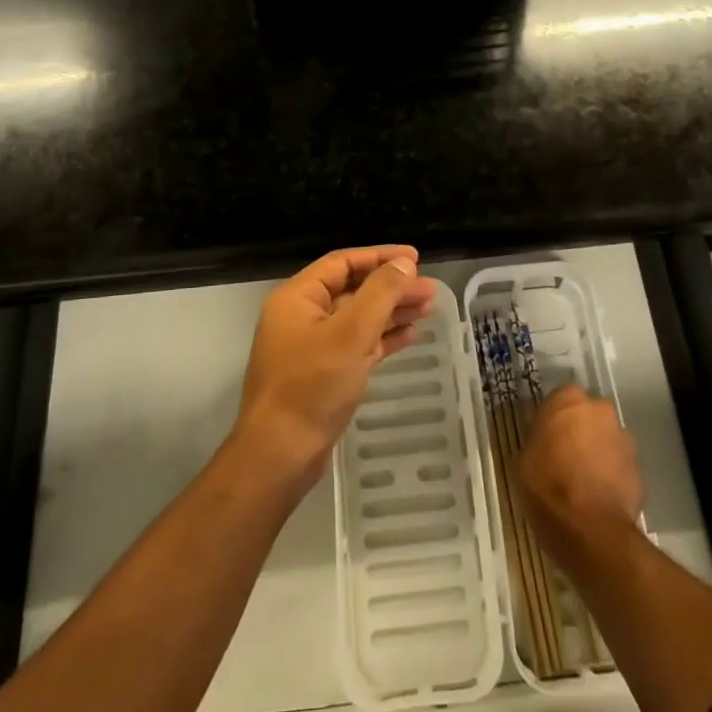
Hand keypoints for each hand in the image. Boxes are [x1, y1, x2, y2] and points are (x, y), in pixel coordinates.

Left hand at [234, 246, 437, 485]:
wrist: (281, 454)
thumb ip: (380, 293)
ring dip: (391, 312)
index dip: (380, 257)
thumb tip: (404, 264)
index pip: (342, 263)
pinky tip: (411, 335)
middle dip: (392, 287)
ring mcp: (311, 347)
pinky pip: (356, 345)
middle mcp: (302, 317)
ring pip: (357, 318)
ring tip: (429, 308)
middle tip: (430, 290)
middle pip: (353, 290)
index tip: (415, 258)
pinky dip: (382, 338)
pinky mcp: (323, 374)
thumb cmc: (312, 386)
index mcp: (297, 298)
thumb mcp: (351, 333)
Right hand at [520, 385, 644, 561]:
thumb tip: (545, 433)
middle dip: (580, 430)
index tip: (546, 435)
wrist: (589, 529)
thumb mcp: (525, 456)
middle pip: (588, 415)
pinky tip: (597, 494)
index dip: (554, 417)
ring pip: (606, 438)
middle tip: (564, 454)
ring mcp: (624, 438)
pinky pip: (619, 464)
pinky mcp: (639, 468)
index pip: (561, 397)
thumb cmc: (547, 485)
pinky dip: (610, 473)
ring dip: (597, 451)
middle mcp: (601, 410)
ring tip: (582, 479)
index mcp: (569, 399)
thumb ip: (539, 436)